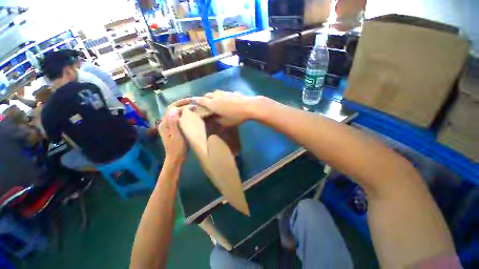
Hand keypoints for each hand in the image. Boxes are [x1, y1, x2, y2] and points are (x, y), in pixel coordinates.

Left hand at [158, 98, 190, 164]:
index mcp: (164, 124)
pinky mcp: (172, 128)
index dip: (181, 104)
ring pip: (175, 112)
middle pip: (172, 109)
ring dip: (183, 107)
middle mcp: (164, 123)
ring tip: (192, 105)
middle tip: (192, 101)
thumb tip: (174, 110)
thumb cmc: (177, 148)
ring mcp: (168, 125)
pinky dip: (183, 113)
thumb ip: (174, 123)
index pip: (171, 109)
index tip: (192, 103)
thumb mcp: (177, 136)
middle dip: (181, 103)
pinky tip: (190, 114)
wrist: (175, 158)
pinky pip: (177, 117)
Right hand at [194, 90, 260, 125]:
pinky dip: (221, 96)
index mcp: (212, 104)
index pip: (200, 100)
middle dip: (204, 99)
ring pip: (215, 93)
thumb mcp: (225, 122)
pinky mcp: (231, 92)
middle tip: (206, 105)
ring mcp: (224, 93)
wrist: (249, 106)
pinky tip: (226, 101)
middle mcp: (216, 96)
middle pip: (207, 95)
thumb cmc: (235, 116)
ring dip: (213, 97)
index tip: (193, 102)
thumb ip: (217, 121)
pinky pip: (223, 93)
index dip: (196, 101)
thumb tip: (212, 120)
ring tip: (216, 103)